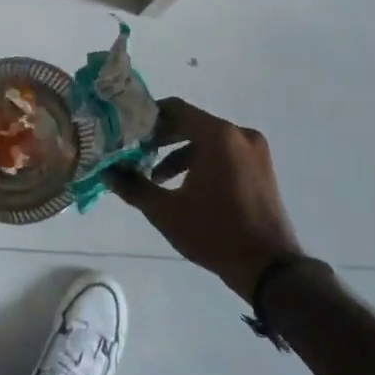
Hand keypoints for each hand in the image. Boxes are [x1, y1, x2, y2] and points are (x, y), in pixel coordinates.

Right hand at [106, 97, 303, 301]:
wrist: (268, 266)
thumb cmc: (214, 232)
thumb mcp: (165, 211)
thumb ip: (133, 186)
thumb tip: (107, 172)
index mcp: (218, 136)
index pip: (175, 109)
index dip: (148, 117)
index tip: (127, 130)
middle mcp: (239, 134)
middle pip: (192, 122)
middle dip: (162, 137)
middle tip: (135, 152)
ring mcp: (254, 150)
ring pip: (209, 139)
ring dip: (180, 152)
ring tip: (156, 176)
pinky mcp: (261, 167)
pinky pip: (225, 152)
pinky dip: (203, 161)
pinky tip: (185, 186)